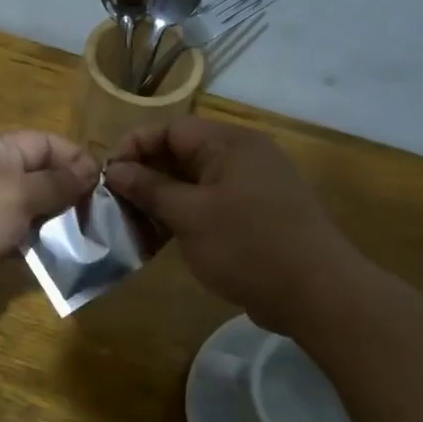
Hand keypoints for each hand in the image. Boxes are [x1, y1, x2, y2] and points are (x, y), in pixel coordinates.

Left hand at [0, 131, 98, 306]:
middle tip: (102, 221)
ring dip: (51, 227)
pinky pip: (8, 241)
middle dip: (68, 196)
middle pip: (36, 178)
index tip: (106, 185)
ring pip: (24, 213)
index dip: (77, 159)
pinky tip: (55, 262)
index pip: (46, 143)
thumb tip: (88, 171)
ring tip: (86, 243)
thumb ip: (56, 184)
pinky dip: (29, 249)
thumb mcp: (18, 192)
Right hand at [106, 117, 364, 331]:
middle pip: (181, 153)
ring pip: (193, 181)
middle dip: (145, 176)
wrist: (315, 292)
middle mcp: (242, 156)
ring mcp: (252, 185)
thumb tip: (116, 170)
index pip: (170, 128)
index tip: (107, 177)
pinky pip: (210, 203)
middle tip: (116, 205)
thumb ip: (150, 188)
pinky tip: (163, 240)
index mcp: (229, 143)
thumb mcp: (189, 216)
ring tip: (135, 226)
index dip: (134, 147)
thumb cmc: (247, 245)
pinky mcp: (256, 214)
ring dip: (162, 200)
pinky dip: (184, 216)